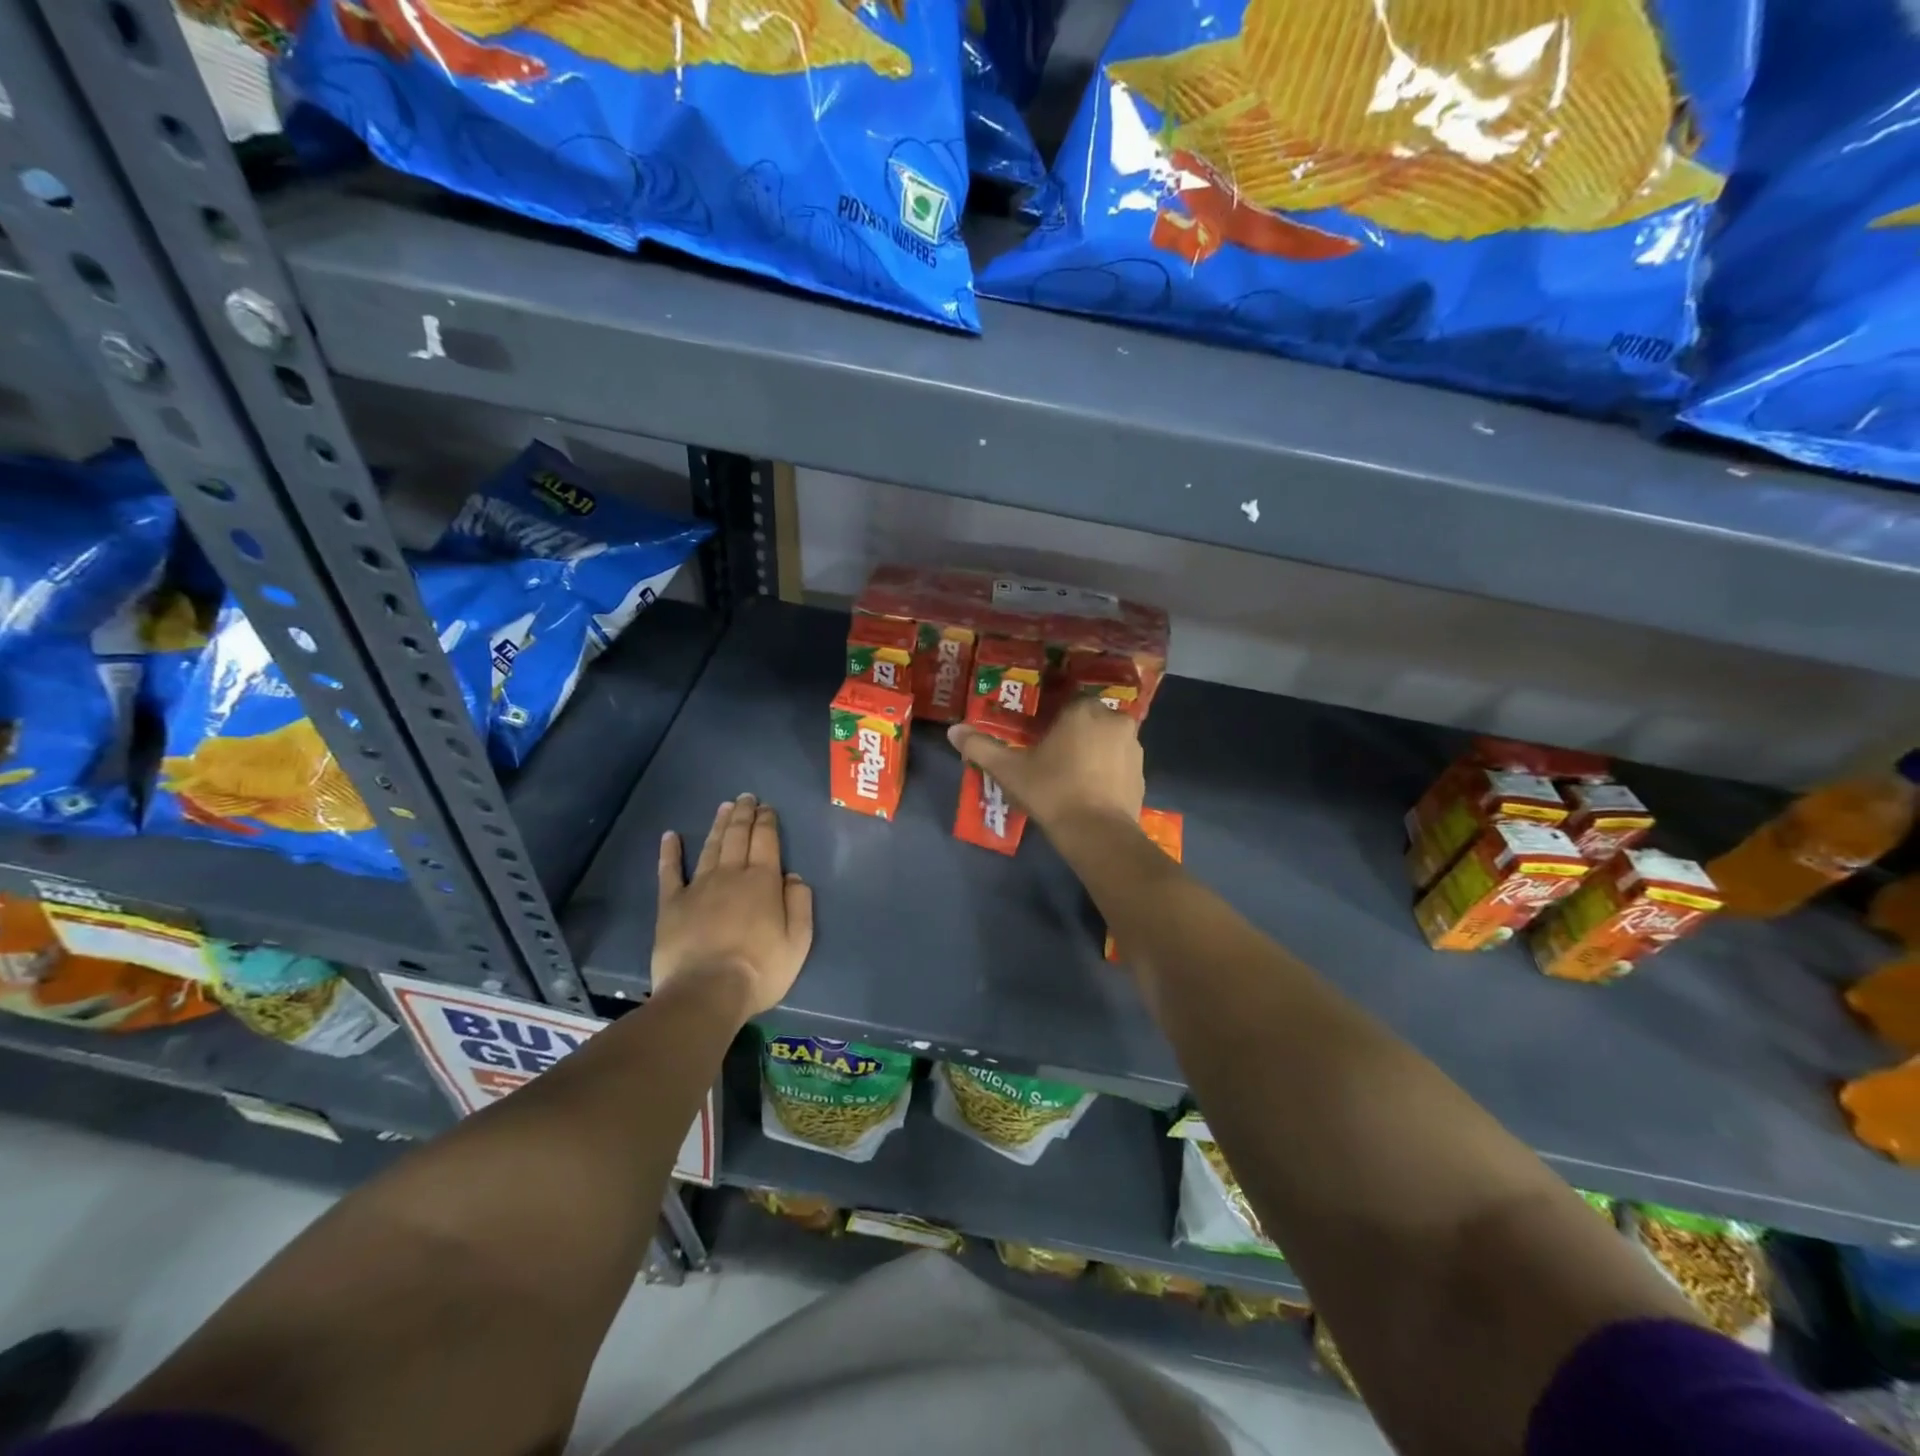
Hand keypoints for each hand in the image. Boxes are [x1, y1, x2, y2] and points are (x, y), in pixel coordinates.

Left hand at [654, 794, 812, 1019]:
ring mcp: (698, 887)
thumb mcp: (798, 941)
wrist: (706, 992)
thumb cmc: (760, 969)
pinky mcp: (671, 905)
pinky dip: (670, 852)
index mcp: (762, 881)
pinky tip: (670, 836)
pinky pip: (669, 872)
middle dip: (743, 814)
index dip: (766, 821)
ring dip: (718, 825)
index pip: (766, 840)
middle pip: (737, 836)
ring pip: (710, 847)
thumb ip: (800, 904)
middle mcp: (730, 875)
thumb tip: (793, 877)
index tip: (767, 807)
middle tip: (746, 798)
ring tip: (724, 807)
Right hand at [947, 695, 1144, 834]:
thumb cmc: (1052, 792)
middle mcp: (1114, 720)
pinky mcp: (1142, 774)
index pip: (1067, 705)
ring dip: (1094, 753)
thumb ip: (981, 747)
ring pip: (1107, 742)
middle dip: (1075, 736)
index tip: (1040, 743)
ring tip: (1072, 778)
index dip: (1053, 723)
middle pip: (1090, 721)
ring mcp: (1133, 747)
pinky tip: (1091, 792)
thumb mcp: (1010, 771)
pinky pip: (1120, 764)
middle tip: (1054, 761)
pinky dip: (1108, 773)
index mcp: (1083, 711)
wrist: (1097, 834)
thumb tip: (953, 730)